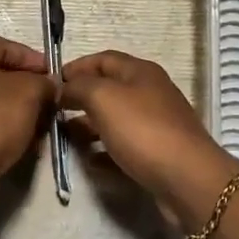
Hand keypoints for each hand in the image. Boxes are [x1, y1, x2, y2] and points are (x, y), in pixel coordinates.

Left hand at [0, 37, 55, 186]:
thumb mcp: (31, 92)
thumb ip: (44, 82)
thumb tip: (49, 85)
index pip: (2, 45)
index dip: (30, 56)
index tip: (51, 74)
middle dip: (27, 86)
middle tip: (48, 100)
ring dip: (19, 111)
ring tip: (40, 125)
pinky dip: (5, 130)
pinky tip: (23, 144)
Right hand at [58, 51, 238, 219]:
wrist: (187, 179)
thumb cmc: (143, 130)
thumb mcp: (103, 98)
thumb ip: (78, 87)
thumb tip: (63, 88)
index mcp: (140, 72)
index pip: (103, 59)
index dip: (76, 67)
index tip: (51, 82)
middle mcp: (150, 93)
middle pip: (109, 88)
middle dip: (80, 97)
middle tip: (53, 111)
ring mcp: (155, 124)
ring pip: (114, 118)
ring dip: (88, 125)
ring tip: (64, 136)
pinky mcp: (157, 153)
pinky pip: (123, 146)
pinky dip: (104, 150)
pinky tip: (89, 161)